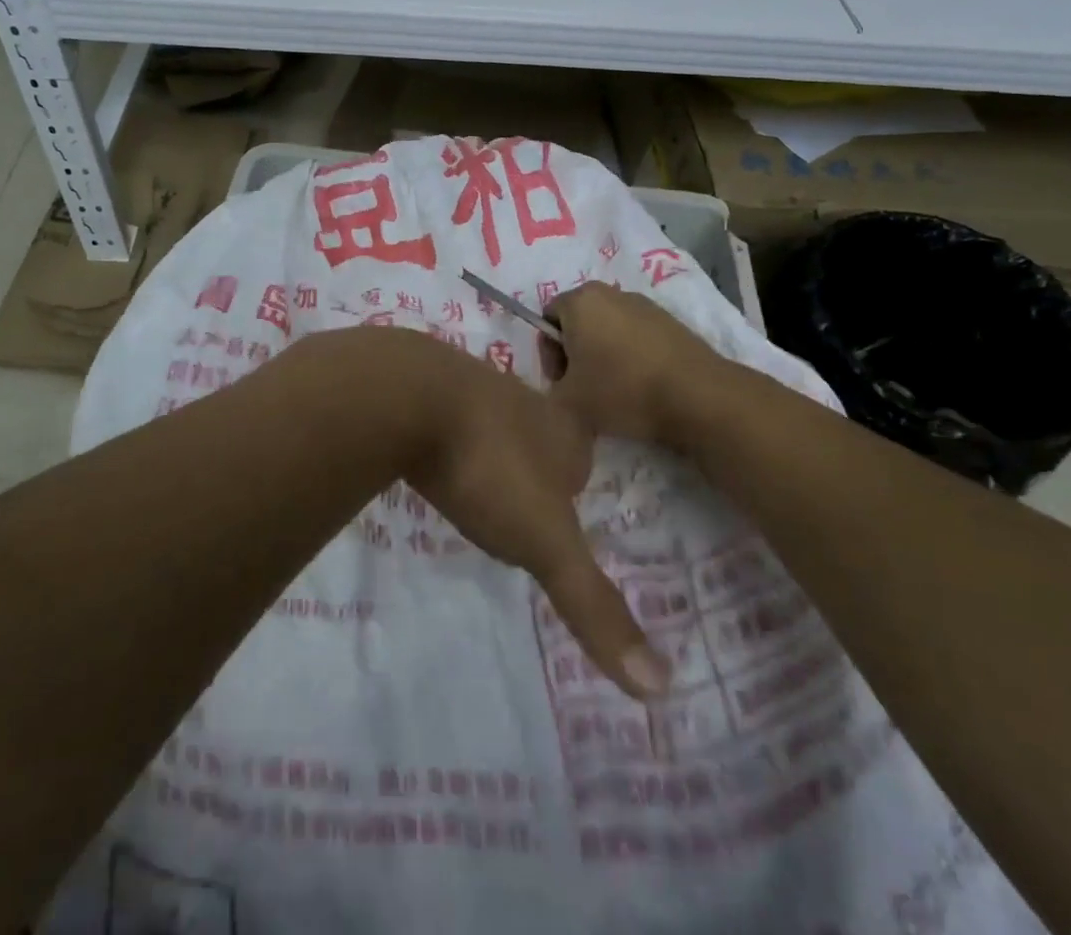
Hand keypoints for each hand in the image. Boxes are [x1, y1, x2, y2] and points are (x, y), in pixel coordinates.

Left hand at [380, 333, 670, 700]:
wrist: (409, 395)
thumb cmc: (490, 467)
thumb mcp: (544, 542)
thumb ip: (592, 604)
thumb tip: (661, 688)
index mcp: (561, 430)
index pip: (581, 460)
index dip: (574, 491)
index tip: (559, 519)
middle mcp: (522, 400)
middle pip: (537, 436)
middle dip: (532, 465)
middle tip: (514, 501)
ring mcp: (470, 384)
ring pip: (489, 420)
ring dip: (486, 448)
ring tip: (472, 482)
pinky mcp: (425, 382)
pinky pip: (444, 413)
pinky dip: (443, 435)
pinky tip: (428, 455)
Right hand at [542, 281, 725, 441]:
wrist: (696, 396)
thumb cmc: (622, 390)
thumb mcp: (568, 402)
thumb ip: (548, 391)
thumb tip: (559, 387)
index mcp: (579, 301)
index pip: (547, 318)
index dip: (548, 352)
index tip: (562, 382)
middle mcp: (609, 293)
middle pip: (578, 319)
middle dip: (575, 351)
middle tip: (583, 388)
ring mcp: (643, 304)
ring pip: (608, 327)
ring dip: (603, 353)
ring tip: (614, 389)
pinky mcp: (669, 320)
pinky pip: (635, 334)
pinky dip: (630, 354)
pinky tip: (641, 384)